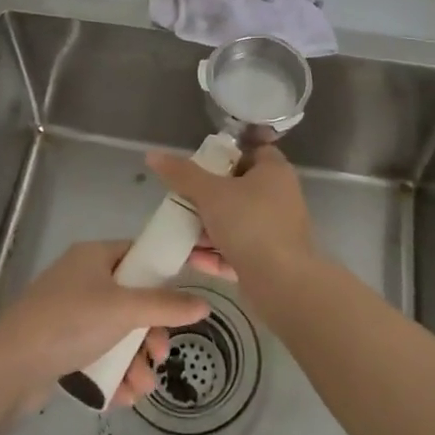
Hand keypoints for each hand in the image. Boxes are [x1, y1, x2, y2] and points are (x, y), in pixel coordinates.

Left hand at [0, 240, 214, 410]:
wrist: (8, 367)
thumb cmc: (70, 323)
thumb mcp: (124, 310)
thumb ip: (166, 306)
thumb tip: (204, 304)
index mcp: (95, 256)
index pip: (140, 254)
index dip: (166, 273)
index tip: (188, 296)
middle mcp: (83, 279)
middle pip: (133, 300)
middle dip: (151, 333)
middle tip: (160, 355)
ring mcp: (70, 313)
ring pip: (118, 332)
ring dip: (135, 360)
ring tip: (142, 387)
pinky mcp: (61, 345)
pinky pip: (99, 354)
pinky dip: (114, 373)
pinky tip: (123, 398)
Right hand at [144, 145, 314, 303]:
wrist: (281, 283)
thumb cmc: (249, 224)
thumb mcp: (210, 193)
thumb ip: (182, 174)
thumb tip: (153, 155)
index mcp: (274, 172)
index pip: (252, 151)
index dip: (227, 155)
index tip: (200, 166)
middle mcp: (280, 197)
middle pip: (239, 189)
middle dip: (209, 197)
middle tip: (182, 201)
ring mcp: (277, 230)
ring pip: (237, 223)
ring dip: (208, 229)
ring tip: (180, 233)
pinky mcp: (271, 260)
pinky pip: (239, 250)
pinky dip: (217, 253)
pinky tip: (191, 259)